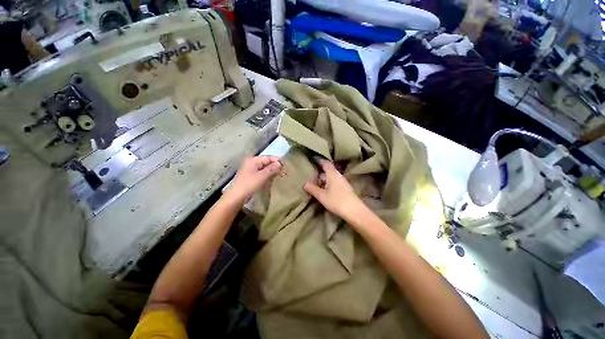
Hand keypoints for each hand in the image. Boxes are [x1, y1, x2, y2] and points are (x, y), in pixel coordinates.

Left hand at [225, 156, 281, 204]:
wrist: (236, 197)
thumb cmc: (250, 184)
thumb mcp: (263, 176)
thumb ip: (272, 168)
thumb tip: (279, 163)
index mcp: (253, 160)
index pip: (268, 157)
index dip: (277, 160)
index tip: (285, 165)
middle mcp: (251, 163)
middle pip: (266, 162)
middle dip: (274, 166)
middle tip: (284, 171)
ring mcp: (250, 170)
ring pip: (264, 169)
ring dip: (271, 172)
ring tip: (280, 175)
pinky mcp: (250, 177)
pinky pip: (261, 174)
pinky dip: (266, 176)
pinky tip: (272, 179)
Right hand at [304, 159, 363, 218]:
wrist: (354, 211)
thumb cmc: (336, 201)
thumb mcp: (322, 196)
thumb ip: (313, 189)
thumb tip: (305, 184)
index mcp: (333, 174)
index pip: (326, 163)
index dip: (320, 161)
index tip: (313, 159)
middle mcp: (338, 176)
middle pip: (328, 170)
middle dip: (320, 171)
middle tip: (311, 174)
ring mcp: (342, 182)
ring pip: (331, 177)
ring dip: (324, 179)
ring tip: (315, 182)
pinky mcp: (344, 189)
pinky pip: (334, 182)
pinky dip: (328, 183)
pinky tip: (324, 189)